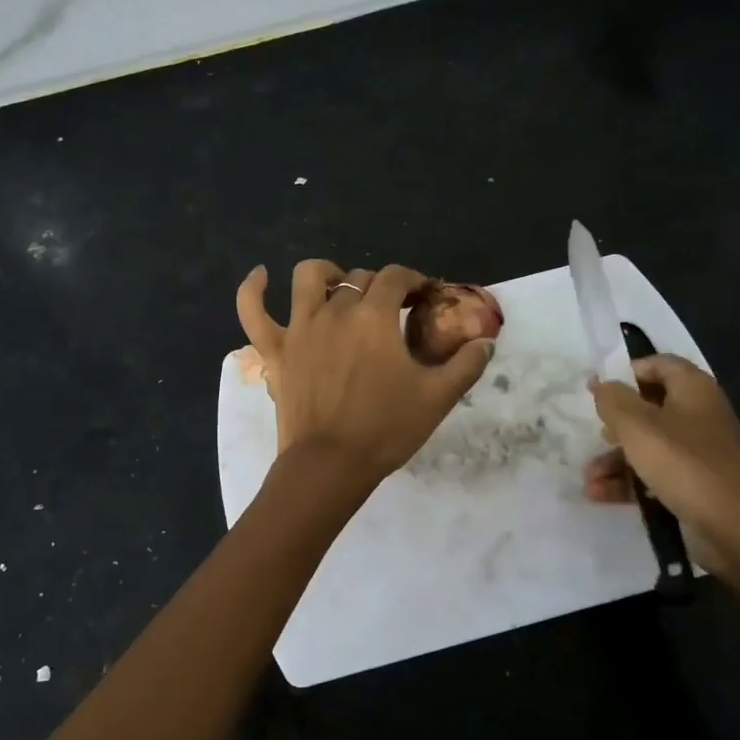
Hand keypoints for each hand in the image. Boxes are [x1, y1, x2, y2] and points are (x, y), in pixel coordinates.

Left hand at [236, 261, 493, 484]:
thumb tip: (486, 341)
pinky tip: (260, 276)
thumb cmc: (385, 429)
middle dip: (380, 286)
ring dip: (328, 274)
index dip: (413, 280)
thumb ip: (466, 365)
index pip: (396, 277)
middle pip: (359, 278)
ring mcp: (299, 327)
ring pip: (308, 277)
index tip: (423, 295)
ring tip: (340, 286)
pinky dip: (253, 289)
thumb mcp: (437, 398)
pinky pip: (252, 310)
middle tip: (392, 309)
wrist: (329, 465)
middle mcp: (335, 310)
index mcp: (375, 317)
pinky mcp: (274, 349)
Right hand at [585, 354, 739, 572]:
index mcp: (693, 390)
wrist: (737, 531)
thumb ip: (613, 400)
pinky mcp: (695, 484)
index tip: (599, 388)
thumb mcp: (638, 427)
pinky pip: (655, 474)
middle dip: (615, 423)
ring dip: (615, 459)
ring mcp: (699, 452)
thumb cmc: (685, 465)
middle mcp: (699, 415)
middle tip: (594, 432)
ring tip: (588, 477)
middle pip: (650, 407)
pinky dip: (628, 481)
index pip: (659, 364)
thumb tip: (600, 381)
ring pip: (648, 444)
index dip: (628, 371)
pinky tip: (599, 494)